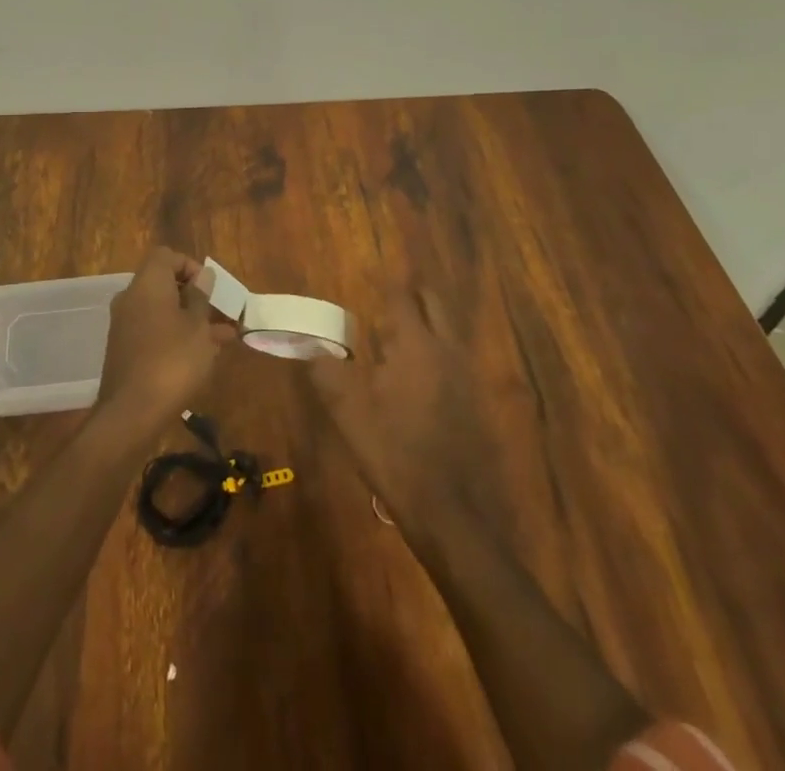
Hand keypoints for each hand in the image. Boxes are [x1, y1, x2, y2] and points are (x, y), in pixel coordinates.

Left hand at [97, 247, 234, 424]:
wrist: (132, 412)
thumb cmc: (173, 361)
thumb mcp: (198, 327)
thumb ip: (201, 298)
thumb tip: (203, 275)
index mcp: (147, 284)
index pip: (166, 256)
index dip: (189, 265)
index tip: (210, 288)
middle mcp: (131, 298)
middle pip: (164, 284)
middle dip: (194, 297)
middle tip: (220, 314)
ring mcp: (125, 325)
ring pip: (162, 311)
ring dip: (190, 319)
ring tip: (223, 338)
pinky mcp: (125, 350)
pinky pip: (154, 331)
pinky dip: (176, 336)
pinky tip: (202, 356)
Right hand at [306, 286, 494, 533]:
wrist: (454, 514)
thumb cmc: (395, 454)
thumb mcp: (349, 415)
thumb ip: (327, 373)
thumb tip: (308, 345)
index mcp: (416, 346)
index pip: (402, 298)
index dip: (387, 282)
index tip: (374, 270)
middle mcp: (446, 351)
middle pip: (434, 305)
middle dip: (414, 292)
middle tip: (391, 290)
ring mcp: (467, 377)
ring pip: (449, 330)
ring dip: (429, 319)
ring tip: (401, 325)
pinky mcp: (477, 403)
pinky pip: (456, 358)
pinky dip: (438, 349)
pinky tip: (421, 371)